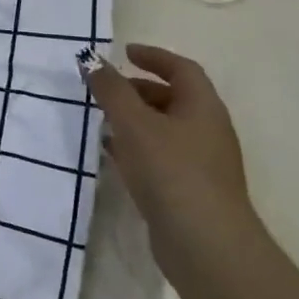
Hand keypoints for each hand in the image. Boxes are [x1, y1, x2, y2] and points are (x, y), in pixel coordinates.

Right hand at [87, 43, 262, 283]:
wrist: (206, 246)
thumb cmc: (172, 172)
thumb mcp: (134, 123)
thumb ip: (111, 89)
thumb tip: (90, 59)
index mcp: (203, 107)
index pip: (182, 69)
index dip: (154, 56)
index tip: (125, 52)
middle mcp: (207, 130)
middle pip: (173, 98)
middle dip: (139, 89)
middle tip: (106, 89)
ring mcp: (201, 163)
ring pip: (164, 129)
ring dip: (135, 120)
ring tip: (101, 120)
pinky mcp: (189, 191)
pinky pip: (160, 157)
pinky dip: (136, 148)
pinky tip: (113, 156)